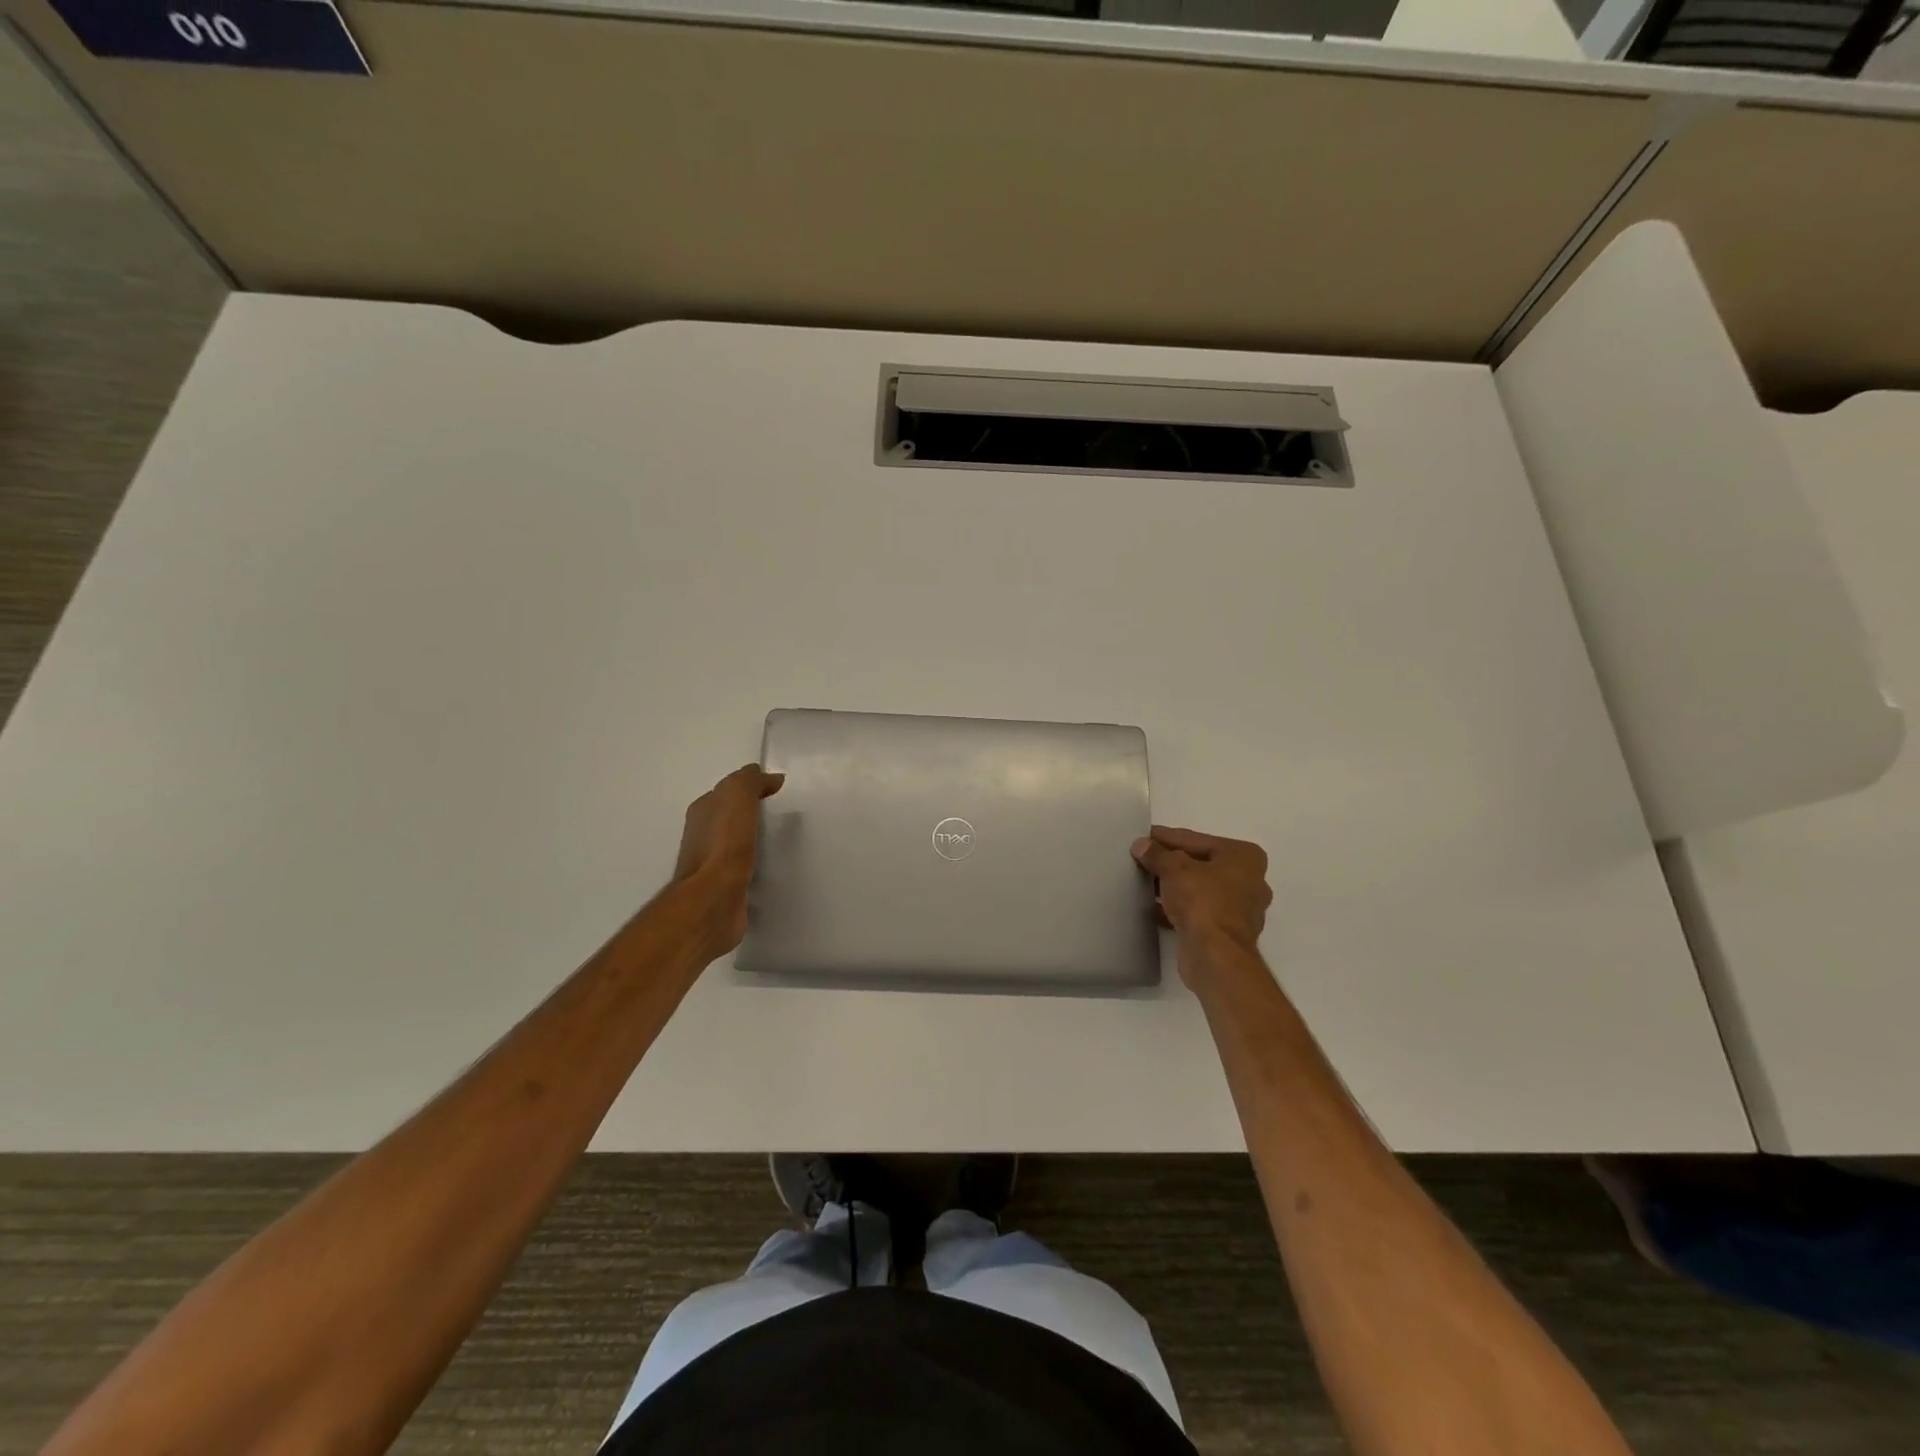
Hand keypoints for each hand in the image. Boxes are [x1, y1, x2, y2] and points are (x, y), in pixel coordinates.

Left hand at [673, 764, 783, 959]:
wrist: (714, 900)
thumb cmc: (724, 844)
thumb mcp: (737, 797)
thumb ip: (750, 782)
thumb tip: (769, 777)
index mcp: (703, 811)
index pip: (729, 790)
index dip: (752, 786)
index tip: (779, 790)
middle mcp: (703, 835)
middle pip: (732, 816)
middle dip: (754, 812)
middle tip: (785, 814)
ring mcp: (712, 864)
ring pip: (738, 843)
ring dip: (756, 839)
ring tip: (784, 840)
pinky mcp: (726, 888)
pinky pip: (745, 868)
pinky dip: (757, 863)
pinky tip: (774, 866)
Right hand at [1132, 826, 1271, 977]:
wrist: (1215, 956)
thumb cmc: (1202, 901)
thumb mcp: (1174, 868)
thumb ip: (1157, 854)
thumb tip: (1141, 845)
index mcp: (1245, 857)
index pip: (1197, 840)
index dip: (1167, 837)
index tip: (1144, 836)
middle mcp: (1249, 881)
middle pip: (1201, 864)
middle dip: (1171, 862)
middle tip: (1142, 858)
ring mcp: (1240, 909)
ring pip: (1199, 889)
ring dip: (1173, 886)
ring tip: (1143, 881)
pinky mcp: (1226, 933)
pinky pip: (1197, 911)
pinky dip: (1177, 907)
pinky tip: (1152, 906)